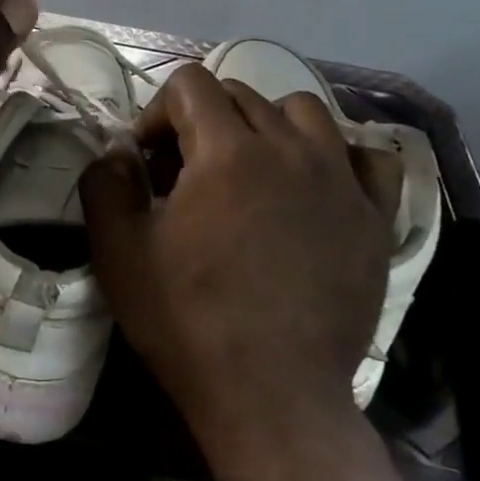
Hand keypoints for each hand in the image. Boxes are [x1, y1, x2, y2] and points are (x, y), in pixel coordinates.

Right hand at [80, 65, 400, 473]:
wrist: (271, 396)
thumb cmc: (186, 320)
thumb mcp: (118, 250)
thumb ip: (105, 182)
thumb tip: (120, 150)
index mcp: (227, 151)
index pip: (190, 84)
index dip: (158, 113)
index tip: (148, 161)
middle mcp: (290, 149)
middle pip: (242, 95)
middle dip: (203, 121)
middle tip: (186, 175)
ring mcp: (340, 182)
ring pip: (304, 112)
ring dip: (267, 125)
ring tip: (250, 171)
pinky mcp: (374, 219)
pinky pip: (366, 157)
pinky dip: (336, 156)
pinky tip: (313, 186)